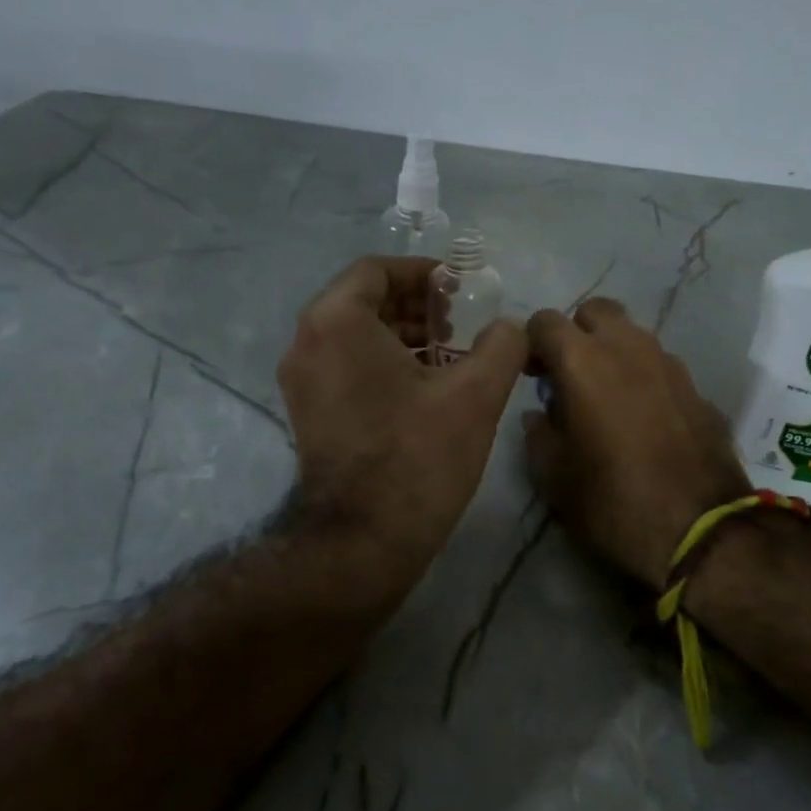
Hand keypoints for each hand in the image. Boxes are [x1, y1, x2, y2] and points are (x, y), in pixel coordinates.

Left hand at [277, 257, 527, 602]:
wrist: (363, 540)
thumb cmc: (417, 455)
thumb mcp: (476, 394)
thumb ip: (501, 345)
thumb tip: (509, 328)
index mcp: (337, 322)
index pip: (377, 270)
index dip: (423, 273)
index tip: (460, 289)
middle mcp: (307, 342)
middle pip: (363, 301)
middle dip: (416, 305)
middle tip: (460, 323)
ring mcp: (301, 381)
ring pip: (354, 336)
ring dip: (402, 335)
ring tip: (450, 355)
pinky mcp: (307, 413)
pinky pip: (346, 366)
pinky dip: (383, 362)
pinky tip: (426, 387)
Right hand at [523, 298, 750, 585]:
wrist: (701, 531)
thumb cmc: (613, 503)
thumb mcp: (555, 478)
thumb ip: (538, 435)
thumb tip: (539, 414)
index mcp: (583, 362)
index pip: (545, 321)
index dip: (531, 343)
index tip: (530, 375)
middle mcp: (628, 348)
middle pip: (596, 311)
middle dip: (576, 333)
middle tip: (568, 376)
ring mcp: (670, 364)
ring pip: (632, 335)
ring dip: (612, 352)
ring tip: (605, 397)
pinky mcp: (697, 388)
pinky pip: (660, 365)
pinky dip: (643, 376)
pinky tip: (642, 417)